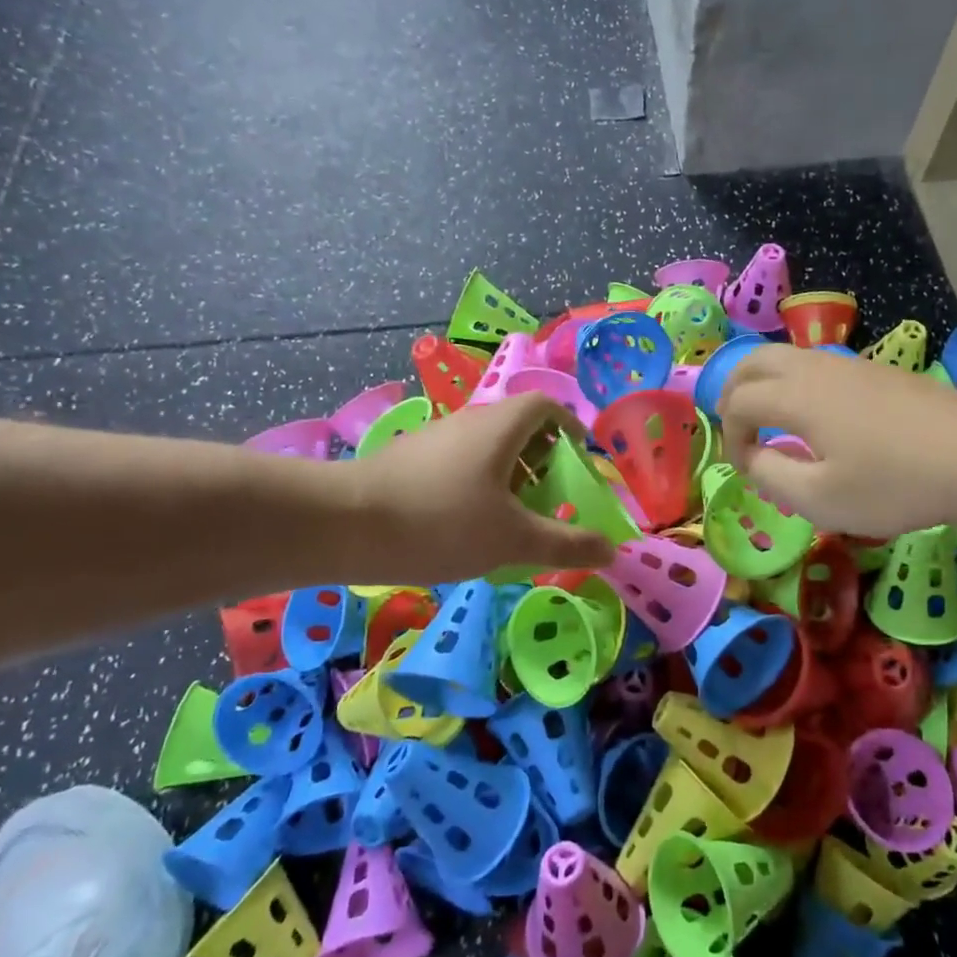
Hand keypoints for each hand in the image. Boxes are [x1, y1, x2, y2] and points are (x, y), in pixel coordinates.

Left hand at [340, 392, 616, 582]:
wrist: (343, 526)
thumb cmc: (442, 522)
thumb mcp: (514, 540)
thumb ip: (566, 544)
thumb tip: (612, 550)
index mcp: (500, 427)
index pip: (545, 406)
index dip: (570, 427)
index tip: (582, 458)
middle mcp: (467, 422)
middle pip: (517, 427)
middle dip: (543, 460)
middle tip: (552, 498)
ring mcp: (433, 441)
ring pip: (485, 449)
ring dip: (508, 476)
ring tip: (513, 520)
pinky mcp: (406, 463)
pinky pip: (457, 466)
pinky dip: (477, 487)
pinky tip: (467, 528)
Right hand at [718, 345, 956, 537]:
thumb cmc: (895, 483)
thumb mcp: (821, 499)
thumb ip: (771, 476)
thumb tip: (752, 457)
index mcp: (796, 396)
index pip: (738, 401)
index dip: (730, 435)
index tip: (745, 467)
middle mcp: (814, 367)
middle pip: (753, 361)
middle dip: (733, 392)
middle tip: (737, 428)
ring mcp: (847, 363)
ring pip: (784, 356)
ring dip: (762, 383)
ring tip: (768, 421)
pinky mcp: (873, 369)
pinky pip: (813, 364)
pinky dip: (792, 383)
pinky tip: (812, 416)